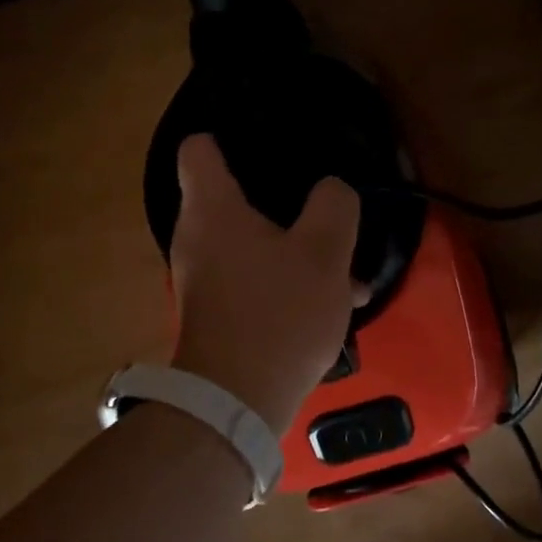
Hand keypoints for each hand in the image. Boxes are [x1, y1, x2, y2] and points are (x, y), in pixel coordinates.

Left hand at [169, 135, 363, 432]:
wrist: (236, 405)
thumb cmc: (278, 315)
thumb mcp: (325, 253)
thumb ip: (334, 207)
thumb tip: (331, 192)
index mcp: (213, 209)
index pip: (200, 148)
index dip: (230, 137)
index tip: (270, 142)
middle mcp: (197, 238)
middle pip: (235, 197)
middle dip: (285, 203)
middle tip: (325, 209)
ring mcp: (204, 278)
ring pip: (255, 244)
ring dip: (298, 250)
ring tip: (345, 269)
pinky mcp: (217, 313)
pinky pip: (255, 279)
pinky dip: (287, 282)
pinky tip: (330, 304)